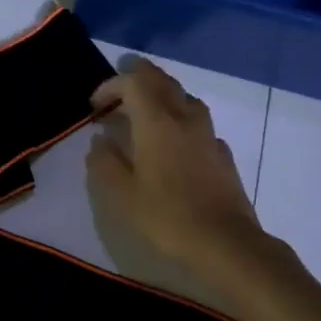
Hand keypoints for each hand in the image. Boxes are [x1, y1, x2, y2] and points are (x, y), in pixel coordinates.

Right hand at [87, 59, 263, 268]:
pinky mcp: (222, 152)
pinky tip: (173, 142)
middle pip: (161, 80)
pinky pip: (198, 121)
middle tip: (117, 93)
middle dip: (137, 78)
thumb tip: (100, 141)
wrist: (225, 242)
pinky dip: (179, 119)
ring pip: (183, 96)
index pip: (133, 82)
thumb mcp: (122, 194)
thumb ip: (105, 162)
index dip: (111, 86)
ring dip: (160, 95)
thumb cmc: (167, 216)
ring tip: (143, 114)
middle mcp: (184, 117)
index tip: (96, 107)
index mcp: (157, 122)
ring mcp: (207, 133)